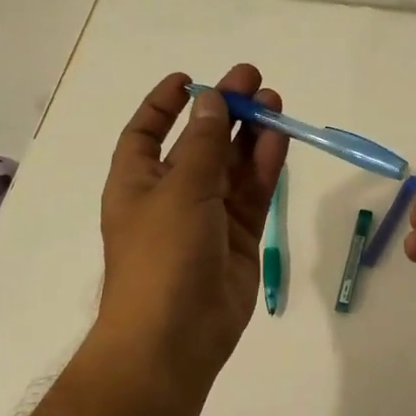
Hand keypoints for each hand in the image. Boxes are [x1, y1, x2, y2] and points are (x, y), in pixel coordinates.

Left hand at [98, 66, 288, 387]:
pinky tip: (279, 139)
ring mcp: (207, 218)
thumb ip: (202, 144)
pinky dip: (264, 167)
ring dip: (250, 135)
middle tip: (254, 81)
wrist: (175, 336)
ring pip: (232, 167)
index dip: (163, 105)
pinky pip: (252, 195)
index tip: (189, 79)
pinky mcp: (238, 239)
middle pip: (198, 144)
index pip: (145, 133)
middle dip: (223, 112)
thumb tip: (211, 101)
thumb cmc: (161, 255)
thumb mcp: (179, 190)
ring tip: (274, 102)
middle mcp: (170, 196)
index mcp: (137, 182)